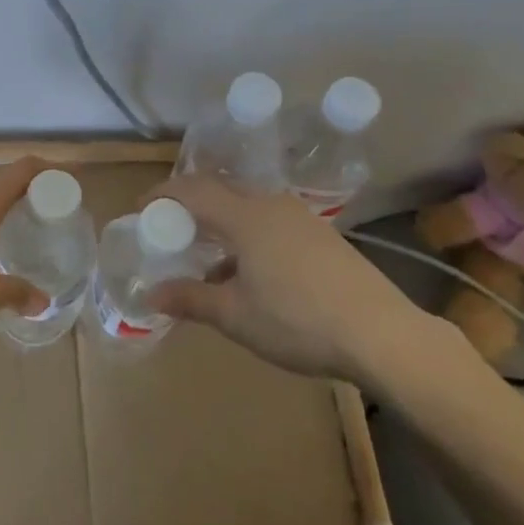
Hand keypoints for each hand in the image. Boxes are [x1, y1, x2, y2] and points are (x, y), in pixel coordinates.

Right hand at [141, 177, 434, 382]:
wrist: (383, 334)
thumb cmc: (298, 321)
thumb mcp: (236, 316)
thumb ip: (191, 299)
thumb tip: (151, 294)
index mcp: (245, 216)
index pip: (191, 190)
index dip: (162, 195)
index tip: (141, 208)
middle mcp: (271, 205)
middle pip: (220, 190)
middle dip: (191, 205)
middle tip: (171, 230)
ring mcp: (301, 218)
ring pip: (248, 206)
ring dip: (221, 223)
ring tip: (209, 257)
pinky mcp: (322, 236)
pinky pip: (271, 221)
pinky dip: (248, 234)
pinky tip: (251, 272)